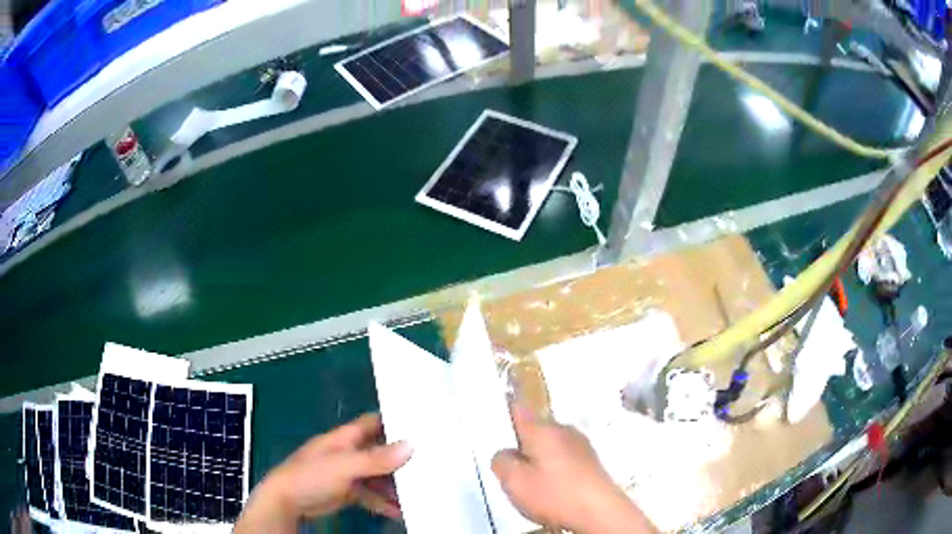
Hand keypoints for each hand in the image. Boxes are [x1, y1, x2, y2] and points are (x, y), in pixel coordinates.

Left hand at [235, 413, 411, 532]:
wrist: (288, 500)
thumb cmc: (311, 474)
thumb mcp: (344, 465)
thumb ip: (375, 458)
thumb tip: (409, 446)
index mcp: (346, 438)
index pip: (374, 423)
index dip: (395, 422)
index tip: (421, 427)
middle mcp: (349, 453)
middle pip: (380, 452)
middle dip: (401, 459)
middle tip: (428, 465)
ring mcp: (349, 473)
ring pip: (378, 476)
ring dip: (395, 484)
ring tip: (418, 493)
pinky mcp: (348, 492)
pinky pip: (371, 494)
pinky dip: (384, 502)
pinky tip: (399, 511)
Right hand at [492, 407, 656, 533]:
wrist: (600, 510)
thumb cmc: (554, 494)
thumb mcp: (514, 481)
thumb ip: (501, 461)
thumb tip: (506, 453)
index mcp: (542, 429)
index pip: (518, 409)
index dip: (504, 411)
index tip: (495, 418)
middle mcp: (563, 430)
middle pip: (534, 431)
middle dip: (522, 447)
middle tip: (514, 472)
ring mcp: (580, 444)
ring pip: (549, 446)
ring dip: (539, 460)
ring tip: (536, 485)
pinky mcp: (590, 460)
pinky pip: (564, 458)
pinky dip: (555, 469)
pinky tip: (555, 489)